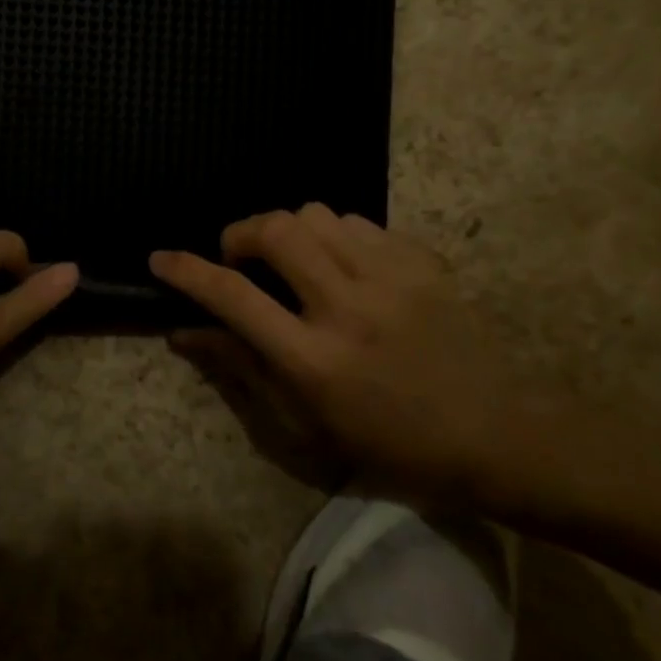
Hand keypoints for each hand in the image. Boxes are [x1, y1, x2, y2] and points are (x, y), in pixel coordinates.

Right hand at [151, 205, 525, 499]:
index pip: (234, 297)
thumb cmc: (391, 446)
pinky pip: (359, 222)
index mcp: (315, 361)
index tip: (162, 258)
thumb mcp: (306, 425)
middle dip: (240, 234)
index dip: (187, 271)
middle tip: (240, 258)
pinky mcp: (424, 263)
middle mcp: (349, 308)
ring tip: (294, 262)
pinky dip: (334, 235)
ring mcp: (393, 279)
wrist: (498, 436)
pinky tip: (342, 265)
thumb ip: (242, 368)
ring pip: (316, 215)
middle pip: (275, 231)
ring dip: (288, 231)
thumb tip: (183, 331)